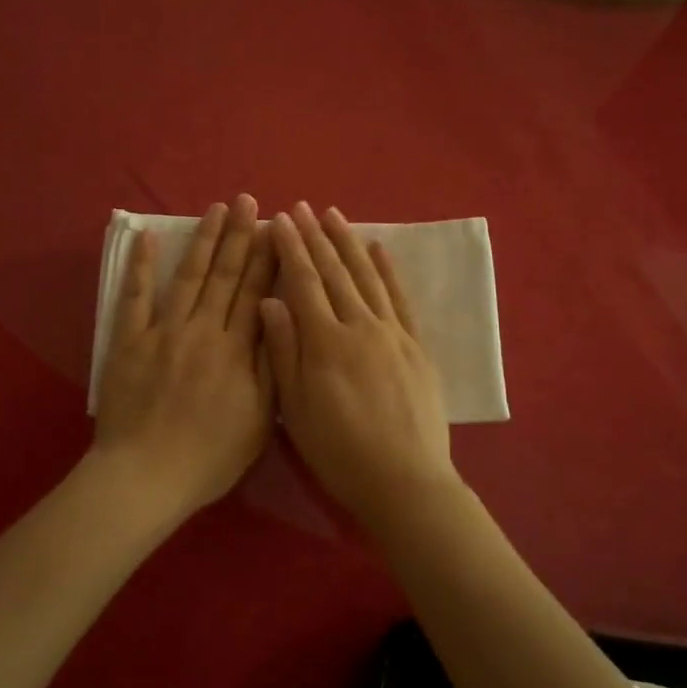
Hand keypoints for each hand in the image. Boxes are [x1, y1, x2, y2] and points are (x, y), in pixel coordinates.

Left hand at [93, 195, 275, 516]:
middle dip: (239, 235)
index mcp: (235, 349)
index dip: (266, 257)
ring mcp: (162, 332)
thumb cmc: (210, 455)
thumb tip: (280, 315)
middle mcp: (202, 330)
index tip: (274, 226)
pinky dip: (141, 267)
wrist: (145, 476)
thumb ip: (272, 365)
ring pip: (188, 277)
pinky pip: (135, 298)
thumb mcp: (259, 419)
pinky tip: (148, 238)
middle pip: (224, 275)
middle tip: (248, 201)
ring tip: (215, 208)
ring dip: (203, 240)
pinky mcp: (129, 341)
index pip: (255, 292)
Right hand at [260, 203, 455, 530]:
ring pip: (367, 277)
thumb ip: (283, 350)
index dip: (290, 249)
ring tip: (335, 214)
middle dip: (316, 236)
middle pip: (335, 272)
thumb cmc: (340, 451)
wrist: (404, 481)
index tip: (279, 220)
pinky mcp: (416, 346)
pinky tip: (380, 249)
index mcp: (325, 341)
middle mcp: (360, 326)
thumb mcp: (296, 408)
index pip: (304, 282)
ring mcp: (392, 333)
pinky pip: (400, 299)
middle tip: (302, 206)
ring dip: (349, 243)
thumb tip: (270, 300)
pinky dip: (389, 271)